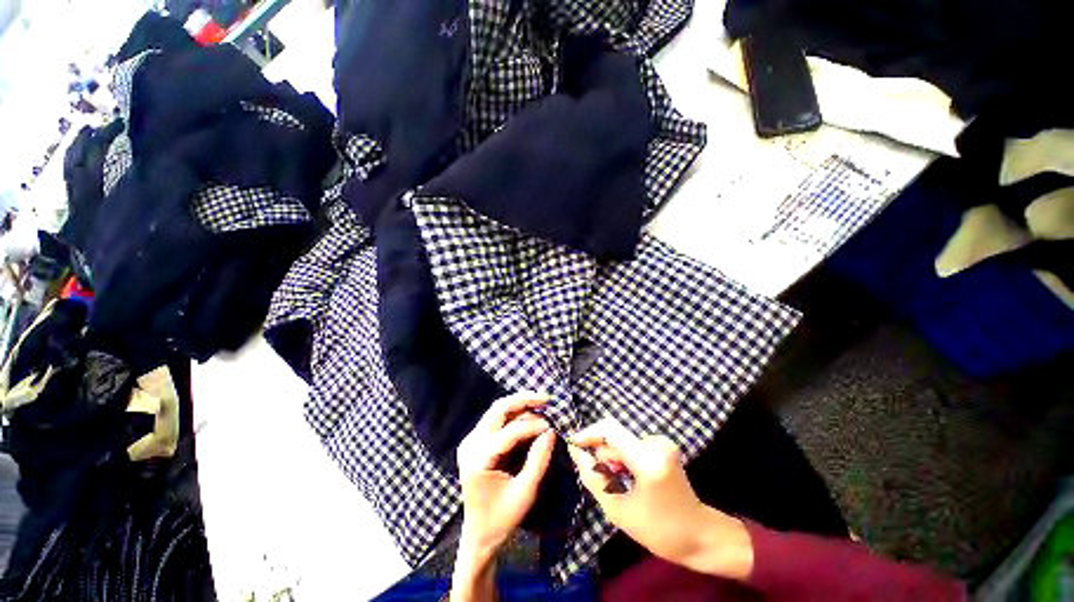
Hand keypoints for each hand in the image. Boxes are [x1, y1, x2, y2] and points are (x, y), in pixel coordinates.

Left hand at [457, 391, 556, 558]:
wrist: (478, 534)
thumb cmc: (503, 518)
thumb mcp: (526, 493)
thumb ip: (538, 461)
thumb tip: (551, 431)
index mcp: (479, 460)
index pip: (509, 432)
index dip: (532, 425)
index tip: (552, 427)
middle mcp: (471, 445)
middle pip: (498, 409)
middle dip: (523, 400)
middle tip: (546, 398)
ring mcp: (470, 441)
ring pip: (497, 411)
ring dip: (519, 404)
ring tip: (541, 403)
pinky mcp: (475, 442)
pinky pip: (496, 420)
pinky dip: (514, 414)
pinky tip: (530, 414)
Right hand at [567, 418, 752, 578]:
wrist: (699, 535)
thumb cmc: (659, 530)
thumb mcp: (618, 510)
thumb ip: (593, 477)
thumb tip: (575, 451)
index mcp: (648, 460)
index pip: (609, 429)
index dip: (587, 433)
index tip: (573, 445)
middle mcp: (656, 444)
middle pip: (614, 436)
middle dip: (601, 454)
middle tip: (599, 478)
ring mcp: (662, 442)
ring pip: (621, 440)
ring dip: (612, 458)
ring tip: (615, 482)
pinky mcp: (663, 445)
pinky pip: (632, 443)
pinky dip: (623, 457)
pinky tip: (626, 476)